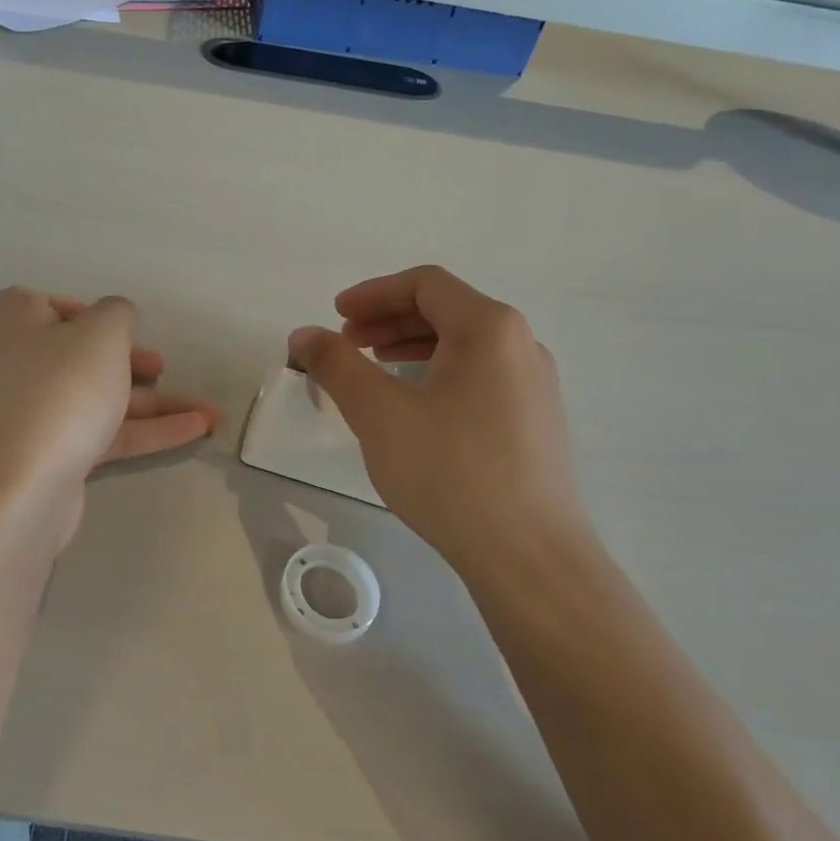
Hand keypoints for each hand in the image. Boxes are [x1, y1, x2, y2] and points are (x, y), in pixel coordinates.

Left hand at [0, 288, 219, 548]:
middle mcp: (17, 366)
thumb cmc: (60, 392)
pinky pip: (103, 433)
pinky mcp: (51, 456)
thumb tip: (116, 317)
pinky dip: (147, 430)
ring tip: (210, 412)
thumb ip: (118, 313)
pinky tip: (196, 430)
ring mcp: (32, 416)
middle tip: (161, 368)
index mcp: (16, 324)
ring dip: (155, 402)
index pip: (47, 305)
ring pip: (100, 398)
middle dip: (131, 361)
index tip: (120, 328)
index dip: (86, 313)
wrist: (19, 490)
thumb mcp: (101, 334)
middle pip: (80, 355)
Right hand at [287, 266, 592, 569]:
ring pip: (464, 345)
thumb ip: (336, 365)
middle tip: (347, 344)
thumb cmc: (450, 472)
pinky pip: (479, 376)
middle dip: (388, 321)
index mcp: (489, 328)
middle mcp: (521, 344)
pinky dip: (437, 374)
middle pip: (446, 310)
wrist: (529, 556)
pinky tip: (414, 408)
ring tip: (374, 371)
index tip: (336, 317)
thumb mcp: (379, 413)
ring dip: (411, 347)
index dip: (373, 293)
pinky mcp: (535, 421)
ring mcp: (535, 385)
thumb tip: (304, 334)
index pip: (425, 284)